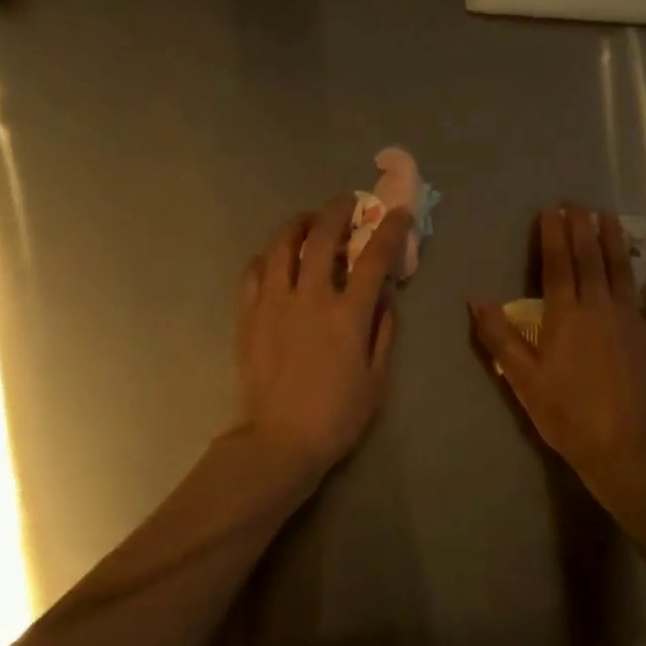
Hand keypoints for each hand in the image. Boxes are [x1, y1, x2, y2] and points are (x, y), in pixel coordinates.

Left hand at [232, 195, 411, 486]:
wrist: (278, 442)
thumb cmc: (336, 416)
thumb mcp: (376, 379)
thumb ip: (383, 332)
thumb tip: (384, 296)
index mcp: (347, 315)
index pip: (372, 258)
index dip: (389, 230)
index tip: (398, 212)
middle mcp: (310, 298)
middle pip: (322, 238)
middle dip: (337, 211)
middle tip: (346, 203)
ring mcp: (274, 303)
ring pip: (281, 246)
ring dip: (298, 224)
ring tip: (308, 220)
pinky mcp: (248, 315)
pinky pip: (253, 271)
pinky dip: (267, 257)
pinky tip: (274, 259)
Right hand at [471, 206, 645, 491]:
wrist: (617, 443)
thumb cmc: (563, 410)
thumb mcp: (521, 377)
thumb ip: (498, 336)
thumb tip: (477, 300)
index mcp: (565, 314)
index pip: (557, 264)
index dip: (553, 235)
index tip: (550, 210)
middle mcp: (599, 306)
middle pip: (589, 258)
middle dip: (581, 228)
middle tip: (577, 203)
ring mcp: (630, 317)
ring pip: (622, 268)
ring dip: (614, 239)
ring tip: (608, 215)